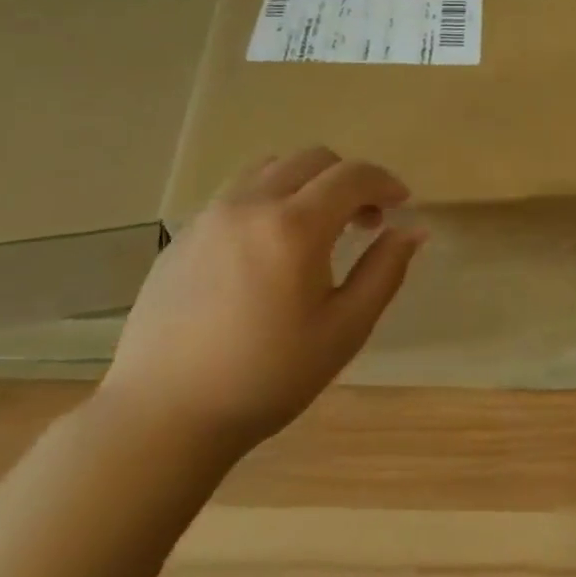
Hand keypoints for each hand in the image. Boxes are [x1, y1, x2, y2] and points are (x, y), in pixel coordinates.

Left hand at [98, 148, 425, 461]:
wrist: (162, 417)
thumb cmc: (266, 377)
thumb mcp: (344, 330)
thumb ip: (385, 271)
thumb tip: (413, 230)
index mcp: (295, 227)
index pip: (353, 175)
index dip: (385, 181)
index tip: (401, 203)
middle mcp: (251, 204)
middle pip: (313, 158)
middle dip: (349, 179)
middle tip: (364, 221)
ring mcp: (211, 215)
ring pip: (272, 168)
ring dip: (307, 183)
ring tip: (316, 227)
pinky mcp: (184, 234)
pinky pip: (238, 194)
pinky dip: (269, 200)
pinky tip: (269, 250)